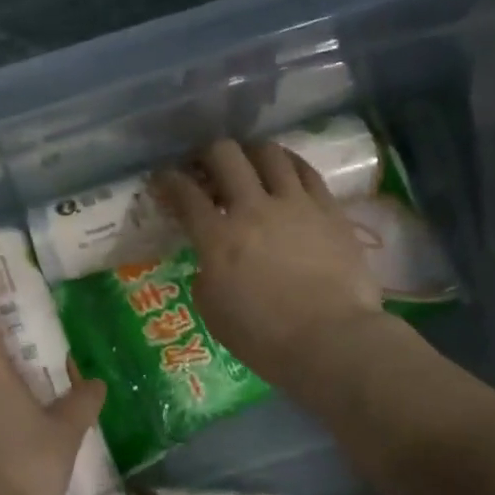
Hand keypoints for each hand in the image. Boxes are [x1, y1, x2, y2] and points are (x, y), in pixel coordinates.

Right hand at [154, 139, 397, 391]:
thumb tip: (213, 261)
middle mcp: (253, 209)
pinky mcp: (329, 209)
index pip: (184, 193)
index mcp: (218, 239)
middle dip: (207, 154)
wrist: (331, 341)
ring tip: (249, 164)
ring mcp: (295, 204)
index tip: (163, 178)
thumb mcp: (214, 312)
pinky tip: (285, 171)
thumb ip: (206, 275)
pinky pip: (306, 171)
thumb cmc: (264, 338)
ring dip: (251, 153)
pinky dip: (289, 165)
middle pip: (225, 155)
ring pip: (268, 153)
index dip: (168, 180)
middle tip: (206, 167)